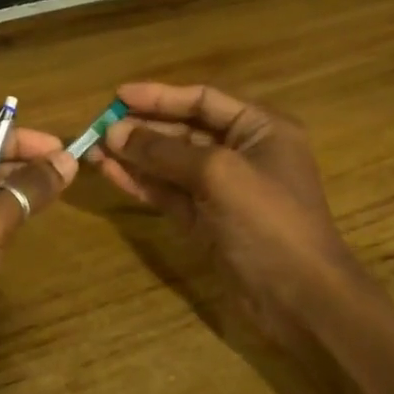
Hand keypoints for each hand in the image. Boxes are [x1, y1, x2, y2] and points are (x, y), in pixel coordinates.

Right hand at [94, 83, 365, 345]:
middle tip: (98, 127)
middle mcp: (242, 154)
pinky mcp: (208, 222)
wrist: (299, 297)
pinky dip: (142, 183)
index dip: (160, 96)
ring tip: (94, 149)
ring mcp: (224, 191)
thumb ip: (164, 151)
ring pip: (172, 165)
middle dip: (143, 129)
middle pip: (184, 131)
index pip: (203, 100)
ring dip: (136, 156)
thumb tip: (114, 132)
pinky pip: (170, 194)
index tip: (118, 96)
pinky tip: (111, 173)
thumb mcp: (218, 174)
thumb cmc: (268, 221)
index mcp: (260, 129)